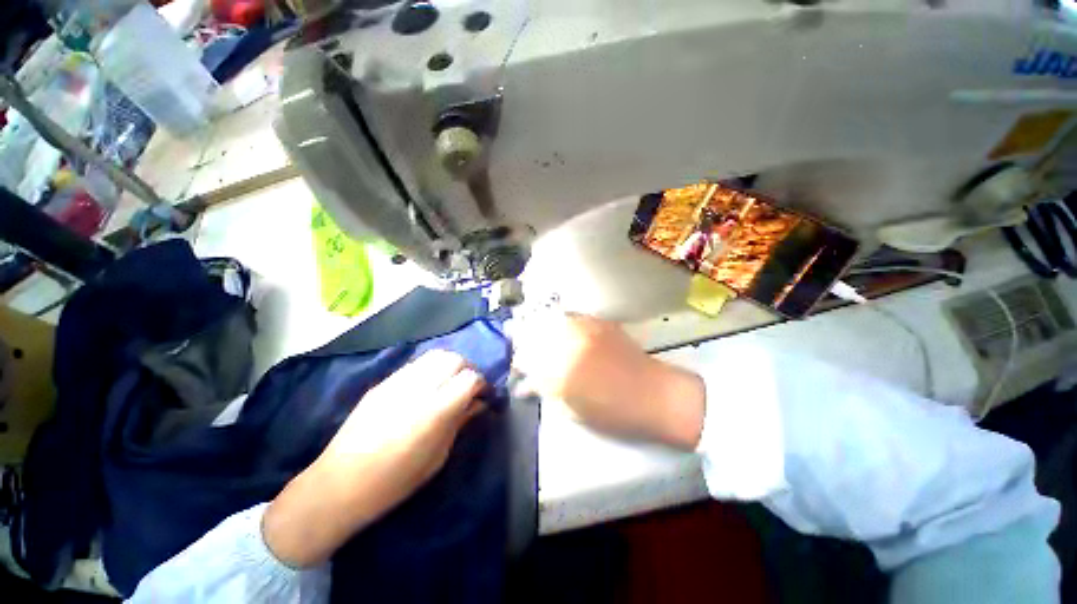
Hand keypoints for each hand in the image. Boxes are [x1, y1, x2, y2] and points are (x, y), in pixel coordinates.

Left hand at [263, 350, 484, 567]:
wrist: (340, 484)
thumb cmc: (395, 481)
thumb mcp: (437, 457)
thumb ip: (459, 422)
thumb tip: (478, 403)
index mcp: (435, 410)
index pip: (470, 377)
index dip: (482, 383)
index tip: (483, 395)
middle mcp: (419, 388)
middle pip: (455, 359)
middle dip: (468, 369)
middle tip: (469, 386)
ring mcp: (398, 381)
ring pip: (436, 355)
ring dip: (450, 364)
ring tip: (450, 382)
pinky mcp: (384, 382)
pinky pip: (417, 364)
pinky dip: (431, 368)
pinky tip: (428, 385)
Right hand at [511, 313, 704, 449]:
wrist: (656, 396)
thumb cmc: (614, 414)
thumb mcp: (572, 410)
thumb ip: (545, 392)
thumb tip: (524, 385)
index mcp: (561, 370)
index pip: (527, 360)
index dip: (518, 363)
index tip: (516, 367)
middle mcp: (570, 343)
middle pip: (535, 335)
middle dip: (523, 342)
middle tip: (522, 351)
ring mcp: (586, 329)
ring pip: (550, 321)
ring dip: (538, 328)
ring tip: (535, 336)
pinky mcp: (600, 323)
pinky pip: (571, 317)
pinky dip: (559, 321)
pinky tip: (558, 328)